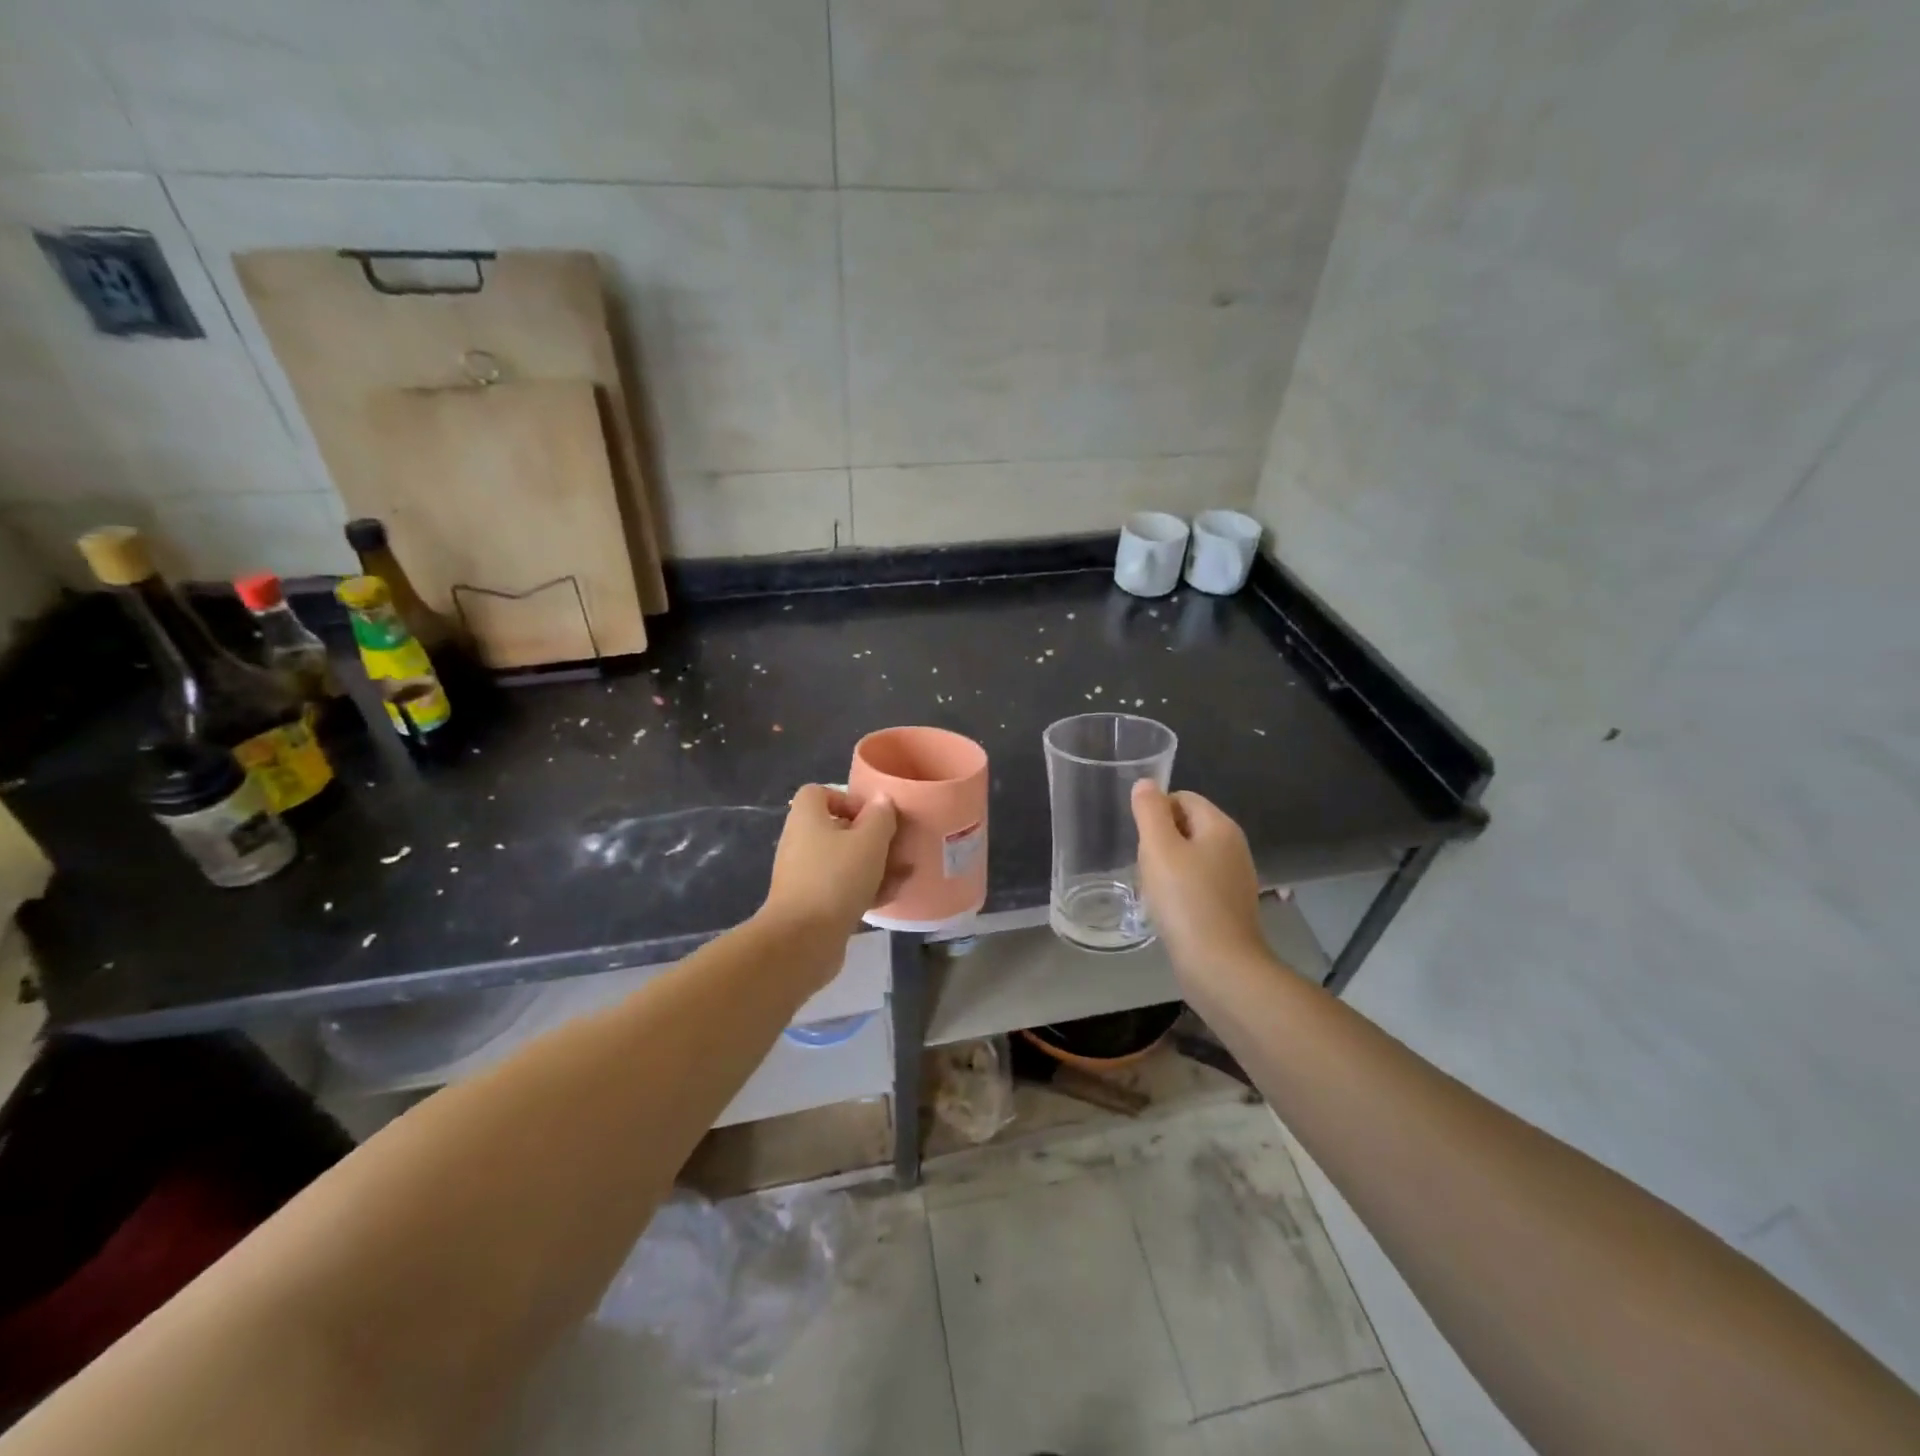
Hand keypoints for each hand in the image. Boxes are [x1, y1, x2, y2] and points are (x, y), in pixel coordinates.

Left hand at [760, 784, 900, 940]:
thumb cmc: (836, 878)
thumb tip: (882, 800)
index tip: (874, 816)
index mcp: (807, 818)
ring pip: (842, 861)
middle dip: (869, 837)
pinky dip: (863, 889)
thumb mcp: (869, 841)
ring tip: (902, 873)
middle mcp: (800, 842)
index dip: (848, 799)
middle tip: (895, 846)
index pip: (820, 793)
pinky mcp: (810, 904)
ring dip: (872, 865)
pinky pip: (840, 888)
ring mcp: (803, 875)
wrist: (802, 939)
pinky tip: (890, 897)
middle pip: (836, 829)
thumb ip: (880, 817)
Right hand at [1132, 780, 1264, 972]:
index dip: (1156, 812)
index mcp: (1220, 826)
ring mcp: (1236, 878)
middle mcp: (1234, 847)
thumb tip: (1146, 784)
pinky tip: (1169, 910)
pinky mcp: (1231, 905)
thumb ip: (1150, 811)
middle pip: (1188, 826)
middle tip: (1145, 865)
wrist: (1220, 965)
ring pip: (1192, 856)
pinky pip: (1199, 883)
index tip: (1141, 840)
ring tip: (1154, 890)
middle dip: (1161, 840)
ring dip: (1168, 867)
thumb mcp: (1158, 848)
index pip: (1183, 798)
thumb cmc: (1185, 900)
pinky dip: (1181, 890)